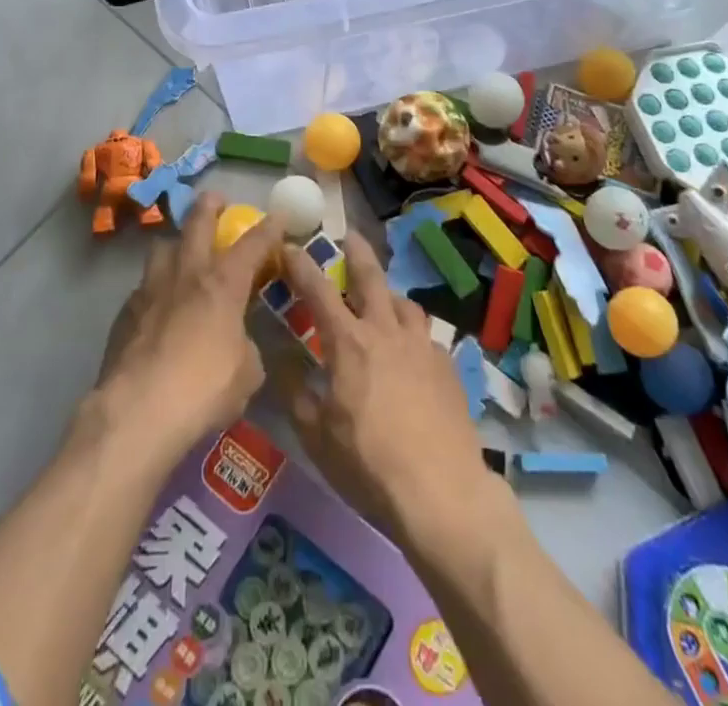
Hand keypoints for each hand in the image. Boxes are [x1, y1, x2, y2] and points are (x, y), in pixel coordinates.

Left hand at [92, 193, 282, 468]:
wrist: (137, 413)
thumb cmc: (203, 389)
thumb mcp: (246, 373)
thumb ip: (246, 345)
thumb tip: (237, 342)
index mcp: (223, 282)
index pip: (253, 243)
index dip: (270, 227)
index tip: (279, 215)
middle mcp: (186, 273)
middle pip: (197, 221)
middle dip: (210, 206)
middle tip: (217, 201)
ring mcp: (150, 288)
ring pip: (162, 247)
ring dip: (176, 244)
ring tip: (182, 256)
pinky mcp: (125, 312)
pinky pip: (144, 286)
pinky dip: (156, 288)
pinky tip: (159, 309)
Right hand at [275, 235, 491, 545]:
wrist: (442, 491)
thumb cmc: (368, 464)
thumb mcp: (315, 434)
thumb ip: (295, 390)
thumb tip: (280, 358)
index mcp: (348, 342)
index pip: (318, 290)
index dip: (301, 265)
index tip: (290, 246)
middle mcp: (385, 331)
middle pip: (371, 277)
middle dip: (357, 251)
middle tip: (350, 236)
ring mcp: (422, 345)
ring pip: (404, 302)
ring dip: (388, 294)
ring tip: (383, 301)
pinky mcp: (448, 366)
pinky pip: (426, 336)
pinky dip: (412, 334)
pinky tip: (412, 354)